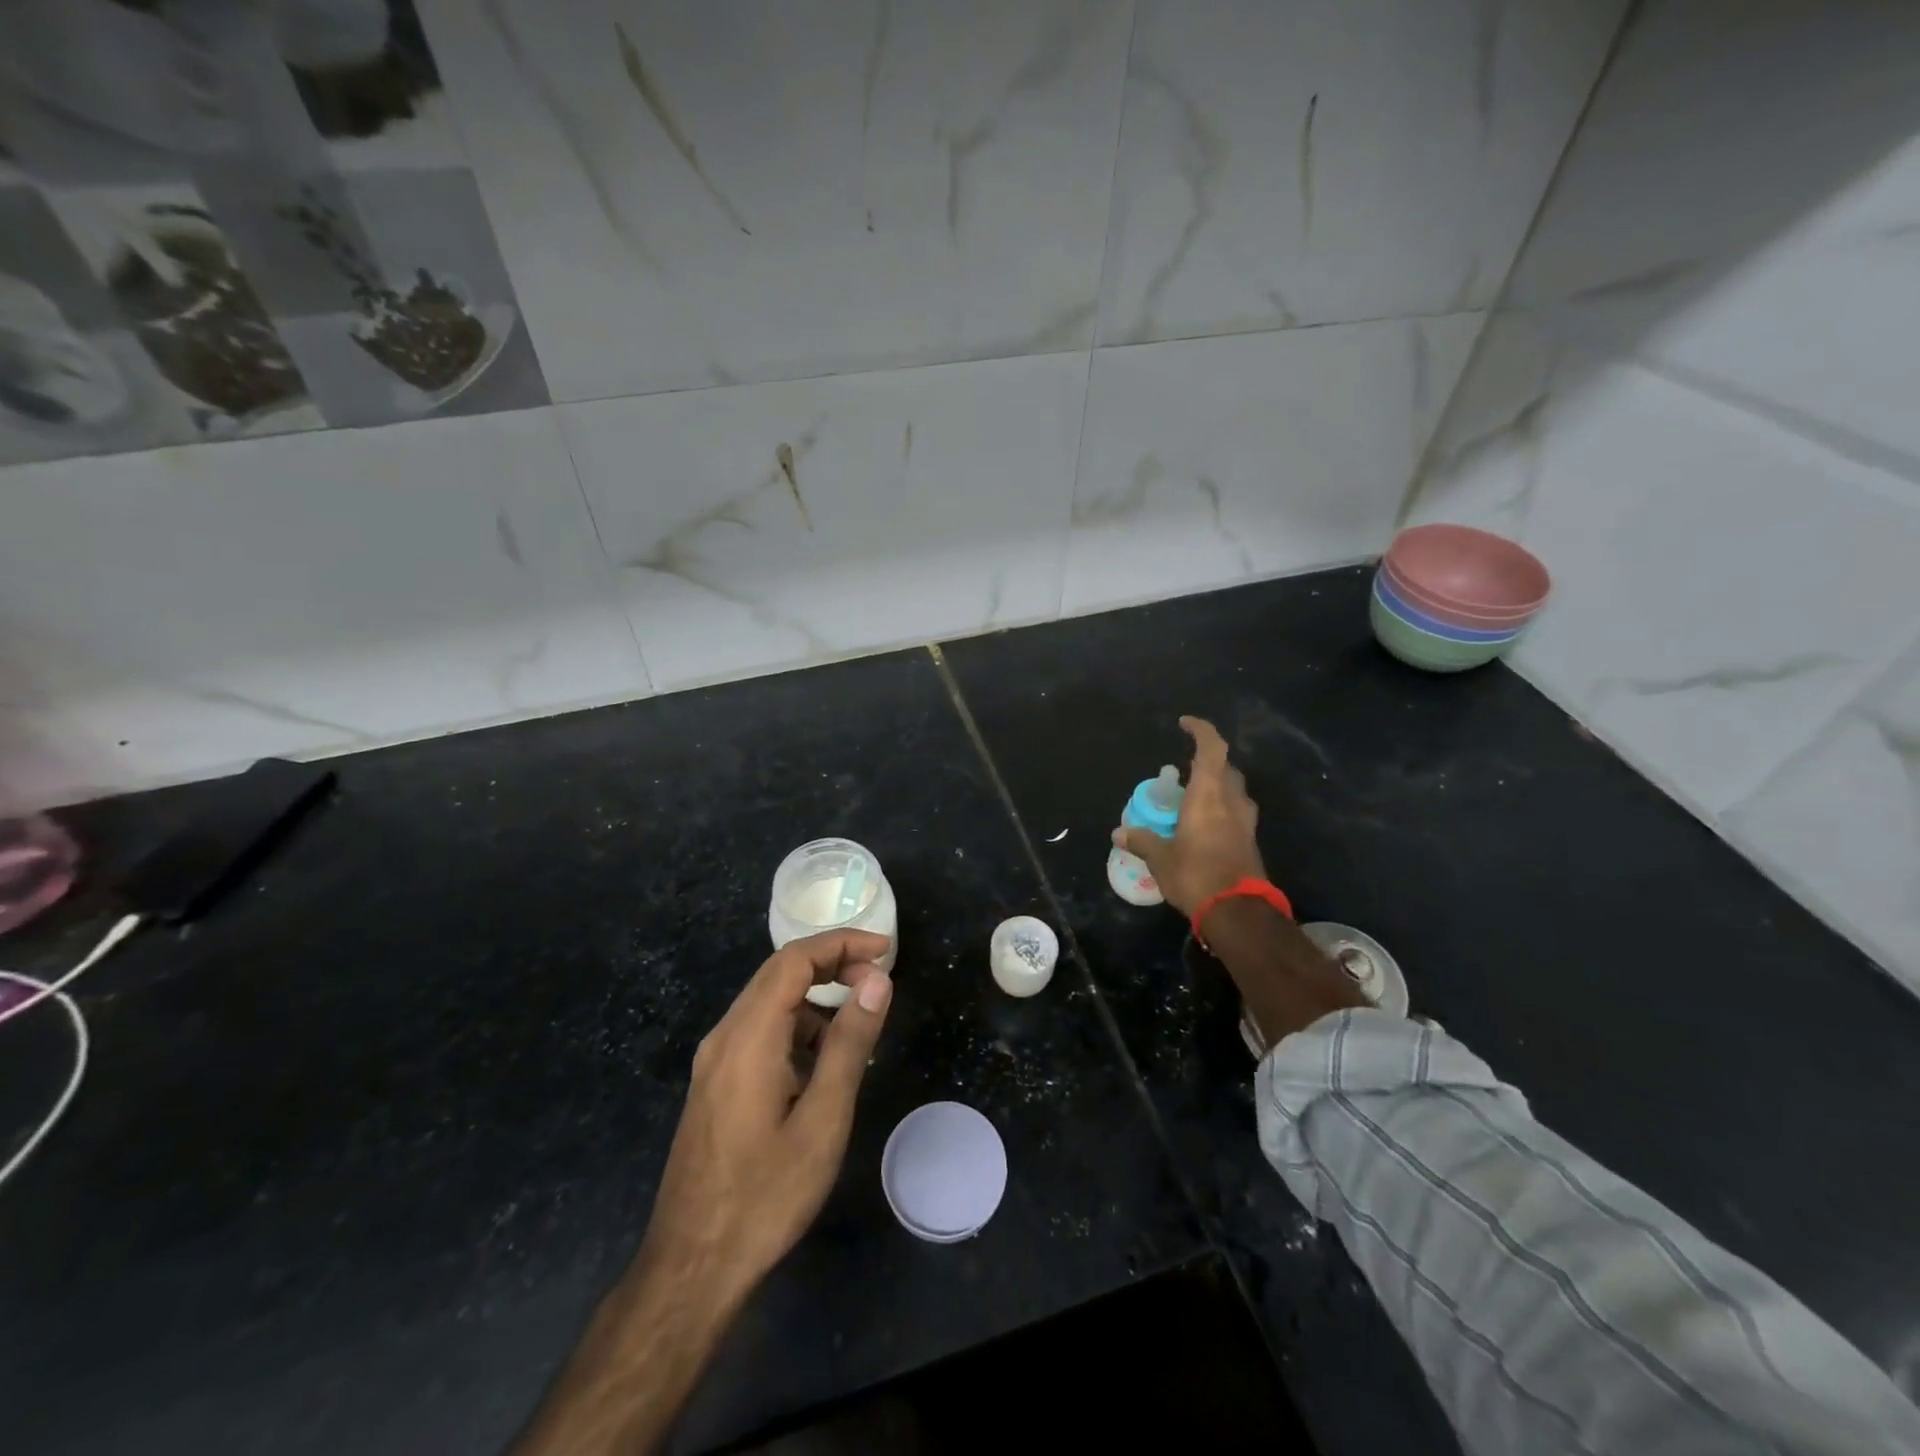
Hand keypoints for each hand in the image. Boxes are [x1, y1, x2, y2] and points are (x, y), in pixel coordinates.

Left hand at [642, 928, 893, 1304]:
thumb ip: (850, 1043)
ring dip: (815, 998)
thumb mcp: (823, 1119)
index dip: (842, 943)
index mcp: (748, 1037)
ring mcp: (715, 1062)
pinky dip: (796, 1028)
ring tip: (858, 1025)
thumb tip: (877, 981)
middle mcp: (725, 1036)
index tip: (886, 951)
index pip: (794, 960)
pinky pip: (759, 1033)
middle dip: (832, 963)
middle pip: (779, 973)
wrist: (691, 1269)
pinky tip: (822, 1063)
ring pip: (769, 1003)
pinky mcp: (715, 1084)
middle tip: (879, 980)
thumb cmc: (765, 1196)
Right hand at [1112, 716, 1266, 918]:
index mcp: (1209, 795)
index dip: (1201, 730)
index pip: (1212, 748)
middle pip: (1225, 768)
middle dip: (1207, 762)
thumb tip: (1118, 834)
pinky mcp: (1250, 840)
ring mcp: (1245, 821)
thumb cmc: (1196, 875)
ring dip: (1216, 785)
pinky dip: (1220, 807)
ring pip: (1234, 790)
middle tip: (1183, 770)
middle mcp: (1232, 801)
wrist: (1238, 912)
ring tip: (1192, 796)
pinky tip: (1203, 823)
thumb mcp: (1161, 858)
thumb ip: (1142, 841)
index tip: (1185, 724)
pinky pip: (1235, 811)